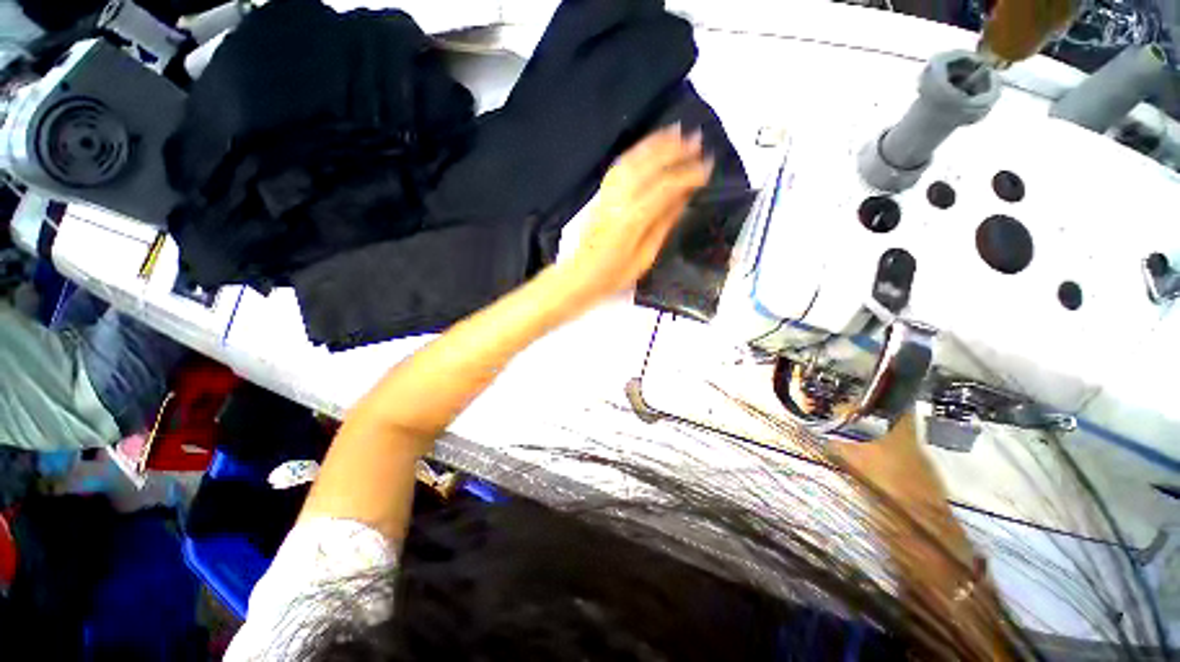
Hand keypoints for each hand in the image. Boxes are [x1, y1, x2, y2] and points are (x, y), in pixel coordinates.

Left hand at [556, 125, 712, 303]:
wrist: (581, 275)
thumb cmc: (615, 274)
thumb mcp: (646, 257)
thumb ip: (663, 224)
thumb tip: (684, 197)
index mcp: (632, 219)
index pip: (665, 187)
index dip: (688, 175)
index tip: (708, 167)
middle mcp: (619, 200)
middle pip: (649, 166)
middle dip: (675, 150)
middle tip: (697, 140)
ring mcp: (608, 194)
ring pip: (633, 160)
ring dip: (655, 143)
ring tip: (676, 131)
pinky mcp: (601, 194)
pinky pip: (619, 166)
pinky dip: (636, 151)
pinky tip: (648, 146)